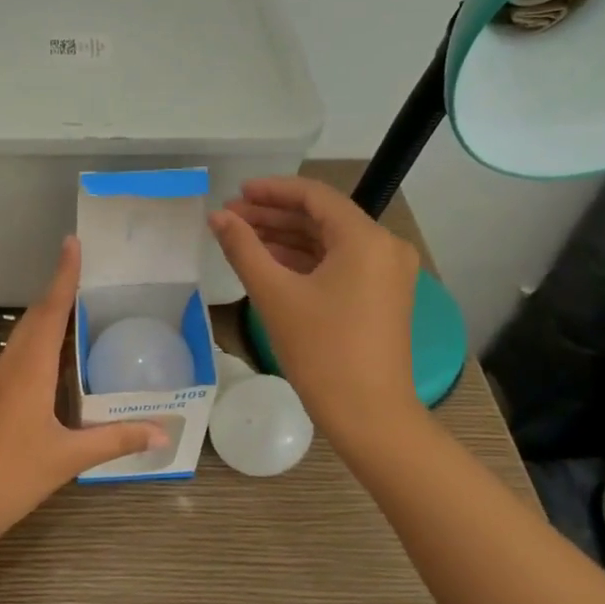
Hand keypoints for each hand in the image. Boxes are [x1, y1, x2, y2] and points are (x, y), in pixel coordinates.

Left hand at [0, 237, 166, 541]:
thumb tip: (162, 432)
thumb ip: (116, 440)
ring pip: (26, 335)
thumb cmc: (12, 473)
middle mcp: (12, 365)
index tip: (72, 243)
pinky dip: (42, 341)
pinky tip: (58, 356)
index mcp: (29, 368)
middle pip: (37, 316)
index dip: (63, 276)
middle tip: (87, 269)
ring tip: (79, 304)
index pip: (50, 311)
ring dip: (49, 314)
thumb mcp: (69, 457)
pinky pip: (22, 354)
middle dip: (59, 289)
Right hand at [209, 176, 422, 436]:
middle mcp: (384, 247)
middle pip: (322, 217)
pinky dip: (304, 260)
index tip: (235, 193)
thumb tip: (217, 217)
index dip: (272, 190)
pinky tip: (269, 262)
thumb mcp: (275, 294)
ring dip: (286, 237)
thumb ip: (243, 248)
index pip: (314, 196)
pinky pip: (339, 264)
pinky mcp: (382, 295)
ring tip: (241, 238)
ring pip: (329, 241)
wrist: (368, 413)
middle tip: (229, 218)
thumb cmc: (321, 350)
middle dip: (274, 215)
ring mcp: (387, 272)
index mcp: (366, 239)